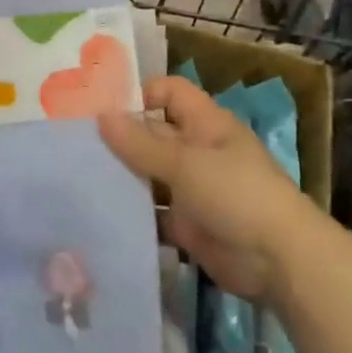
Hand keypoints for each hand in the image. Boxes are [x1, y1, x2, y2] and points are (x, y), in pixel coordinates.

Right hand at [98, 77, 316, 304]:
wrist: (278, 260)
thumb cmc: (236, 194)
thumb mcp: (185, 164)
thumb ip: (141, 143)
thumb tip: (101, 116)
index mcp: (205, 123)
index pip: (168, 92)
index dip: (138, 94)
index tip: (99, 108)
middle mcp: (197, 150)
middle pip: (153, 133)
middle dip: (119, 138)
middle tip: (73, 144)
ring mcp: (192, 188)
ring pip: (150, 174)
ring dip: (122, 177)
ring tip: (77, 178)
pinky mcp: (187, 224)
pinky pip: (154, 212)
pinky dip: (133, 213)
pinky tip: (99, 214)